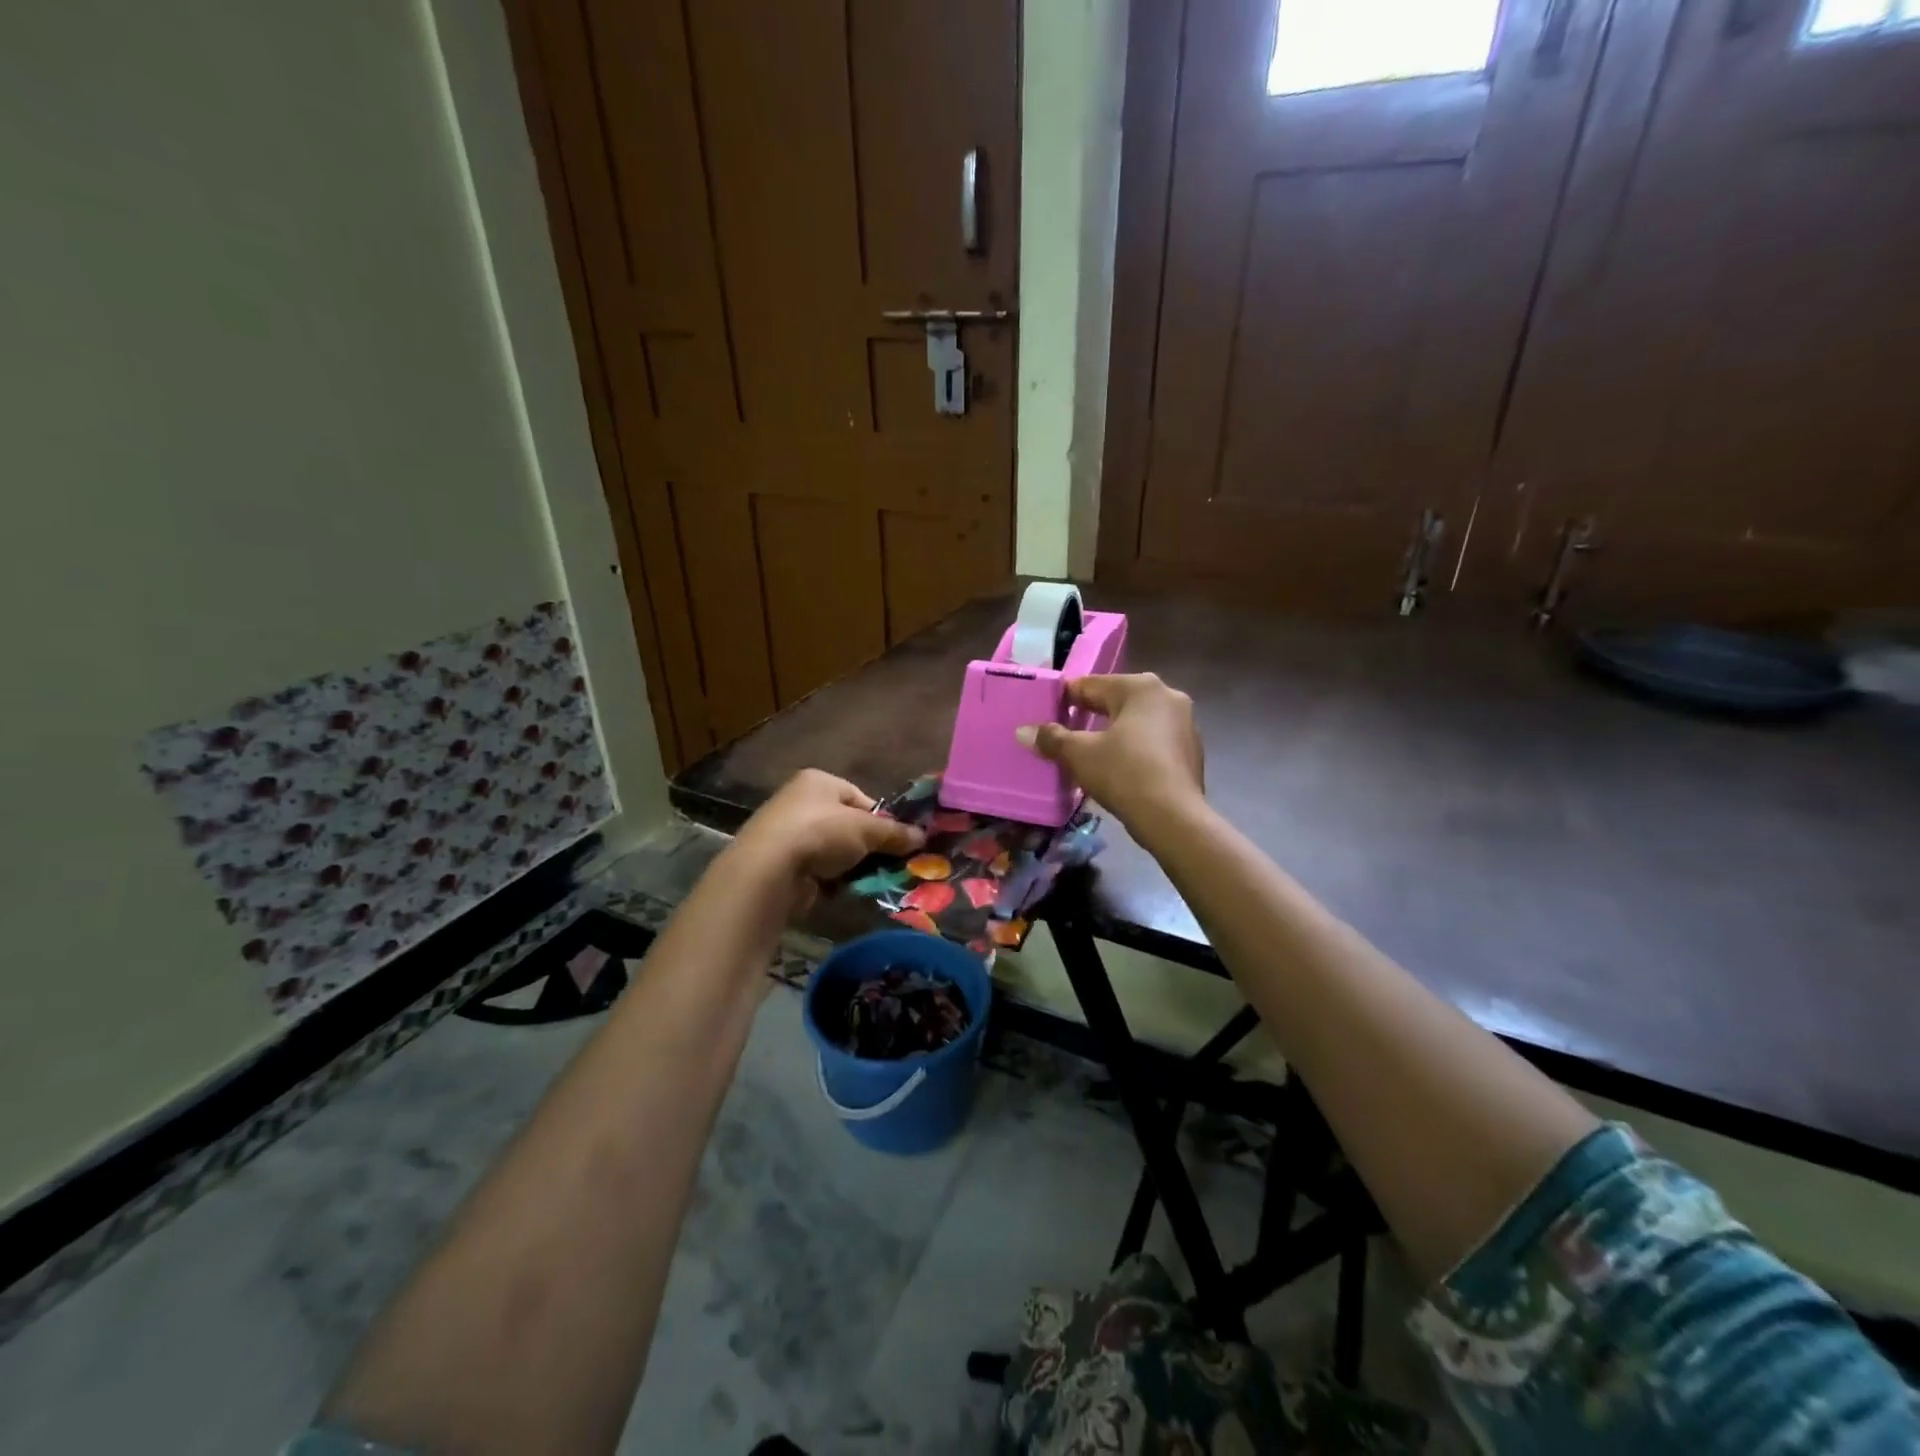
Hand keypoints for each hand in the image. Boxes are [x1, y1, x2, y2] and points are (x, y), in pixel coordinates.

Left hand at [726, 769, 925, 913]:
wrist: (769, 869)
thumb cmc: (821, 833)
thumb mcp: (866, 830)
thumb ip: (894, 832)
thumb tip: (922, 836)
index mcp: (818, 781)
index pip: (859, 798)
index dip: (880, 819)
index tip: (896, 840)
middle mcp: (799, 801)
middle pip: (846, 824)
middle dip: (867, 845)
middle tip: (888, 863)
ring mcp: (787, 833)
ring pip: (833, 849)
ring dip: (850, 864)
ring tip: (868, 880)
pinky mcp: (780, 863)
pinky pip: (817, 869)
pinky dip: (831, 879)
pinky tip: (842, 890)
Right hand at [1016, 673, 1204, 826]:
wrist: (1173, 817)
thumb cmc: (1124, 773)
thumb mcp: (1079, 754)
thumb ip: (1052, 738)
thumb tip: (1023, 731)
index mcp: (1140, 687)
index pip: (1091, 685)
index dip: (1065, 699)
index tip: (1046, 713)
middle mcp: (1167, 695)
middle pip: (1116, 700)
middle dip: (1090, 715)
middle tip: (1064, 733)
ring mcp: (1185, 723)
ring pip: (1136, 721)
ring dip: (1113, 732)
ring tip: (1088, 752)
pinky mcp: (1191, 750)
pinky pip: (1153, 740)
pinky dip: (1134, 748)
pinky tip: (1118, 767)